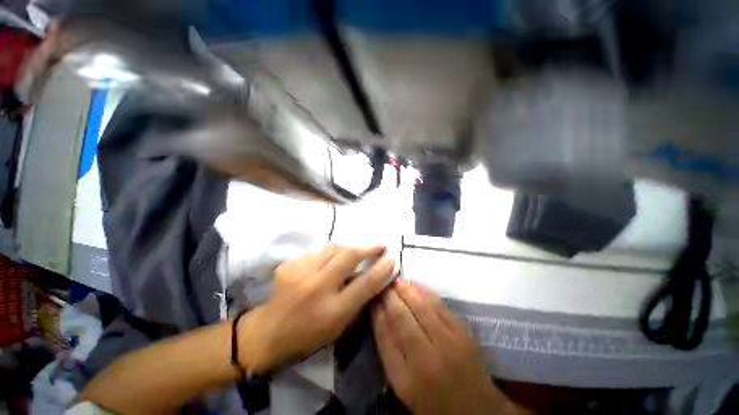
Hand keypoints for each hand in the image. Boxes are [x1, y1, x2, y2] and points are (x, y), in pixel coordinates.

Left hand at [243, 244, 394, 372]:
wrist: (267, 332)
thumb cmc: (308, 335)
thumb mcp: (339, 327)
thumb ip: (358, 301)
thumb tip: (375, 278)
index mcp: (332, 310)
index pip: (364, 284)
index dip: (381, 269)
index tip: (392, 258)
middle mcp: (317, 287)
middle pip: (349, 256)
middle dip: (368, 248)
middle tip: (379, 245)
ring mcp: (301, 272)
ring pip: (333, 248)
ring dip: (348, 249)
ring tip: (355, 252)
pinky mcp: (290, 264)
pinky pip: (318, 252)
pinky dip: (329, 255)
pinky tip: (328, 262)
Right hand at [372, 281, 517, 414]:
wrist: (475, 409)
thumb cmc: (432, 400)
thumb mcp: (402, 384)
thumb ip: (388, 349)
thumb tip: (378, 313)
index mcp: (406, 378)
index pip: (385, 334)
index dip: (376, 310)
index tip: (372, 296)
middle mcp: (427, 359)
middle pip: (401, 316)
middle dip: (389, 296)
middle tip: (383, 283)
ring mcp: (449, 344)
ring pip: (421, 306)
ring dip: (407, 289)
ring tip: (397, 279)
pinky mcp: (464, 334)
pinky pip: (440, 305)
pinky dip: (425, 291)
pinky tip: (416, 284)